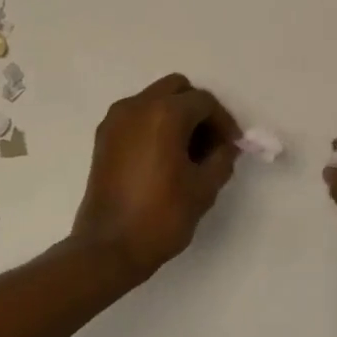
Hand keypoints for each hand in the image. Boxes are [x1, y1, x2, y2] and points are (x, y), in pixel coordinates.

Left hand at [71, 74, 240, 284]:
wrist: (108, 248)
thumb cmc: (162, 216)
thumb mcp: (204, 188)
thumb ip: (222, 158)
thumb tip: (225, 147)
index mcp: (165, 113)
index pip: (203, 102)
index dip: (223, 122)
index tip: (232, 146)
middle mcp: (137, 106)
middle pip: (176, 88)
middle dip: (198, 110)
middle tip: (210, 142)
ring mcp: (116, 120)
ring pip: (154, 99)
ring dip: (175, 115)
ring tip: (187, 151)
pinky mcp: (103, 137)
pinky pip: (136, 116)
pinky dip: (154, 124)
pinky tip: (163, 156)